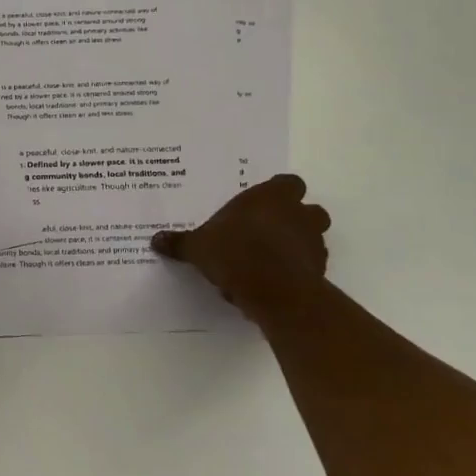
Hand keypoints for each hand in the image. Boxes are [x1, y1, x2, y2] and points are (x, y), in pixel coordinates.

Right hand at [151, 175, 330, 321]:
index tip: (260, 205)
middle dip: (293, 218)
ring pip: (312, 236)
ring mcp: (313, 242)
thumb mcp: (198, 247)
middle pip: (308, 209)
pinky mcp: (319, 270)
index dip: (278, 192)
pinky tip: (273, 279)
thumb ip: (180, 243)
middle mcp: (297, 214)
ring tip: (269, 258)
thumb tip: (156, 240)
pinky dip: (296, 268)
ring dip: (296, 244)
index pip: (288, 183)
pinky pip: (309, 264)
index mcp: (270, 197)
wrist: (275, 292)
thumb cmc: (235, 254)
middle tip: (266, 231)